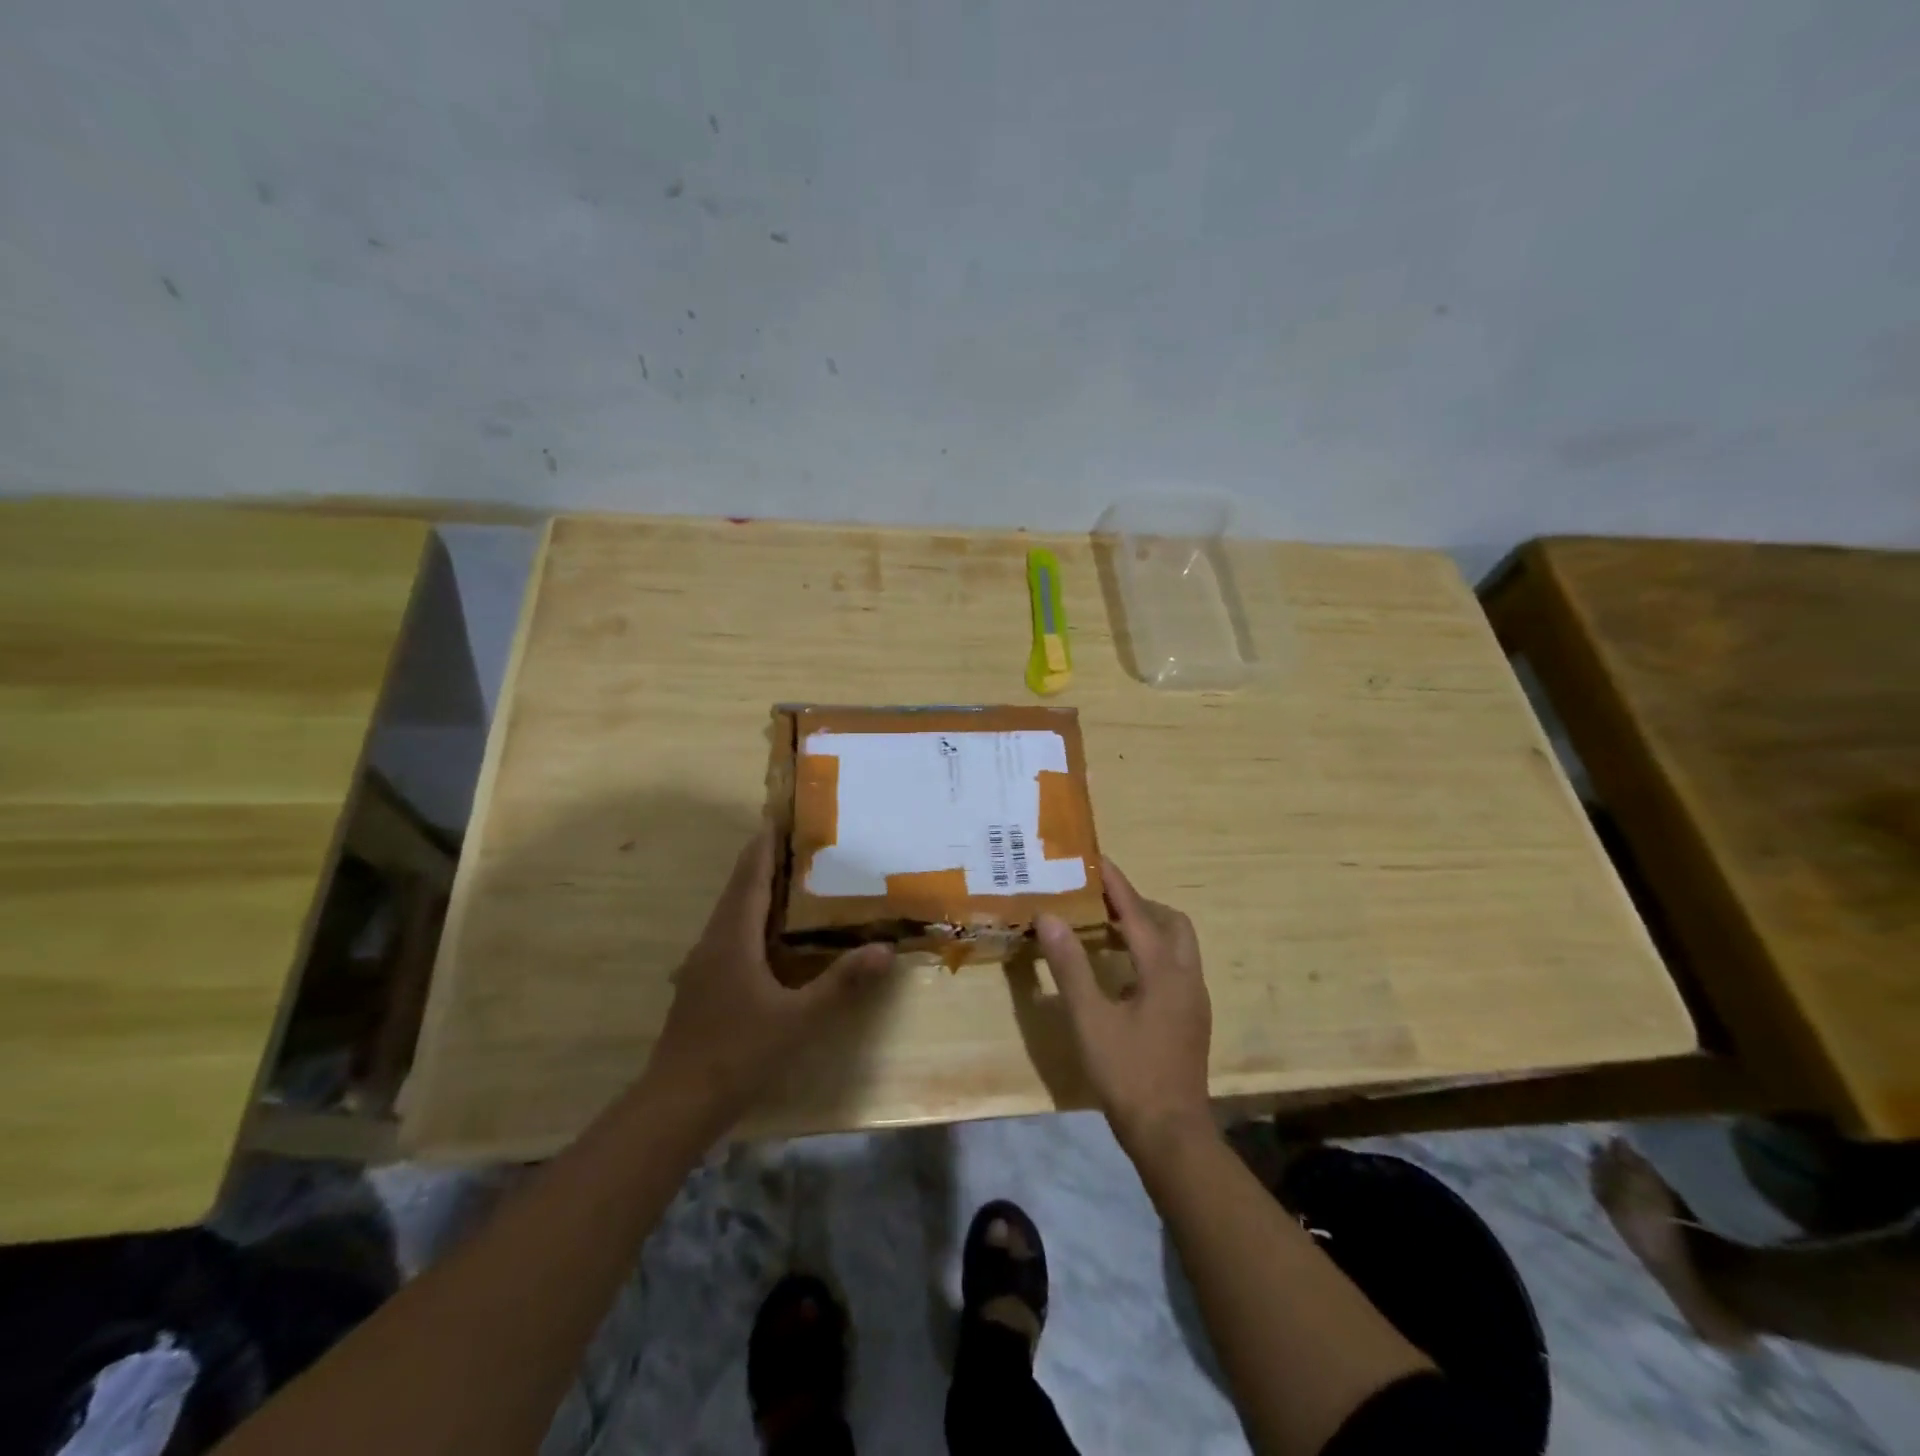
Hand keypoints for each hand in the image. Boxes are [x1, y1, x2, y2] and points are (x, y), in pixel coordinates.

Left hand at [644, 826, 894, 1129]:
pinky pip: (727, 937)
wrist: (677, 1104)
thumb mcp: (800, 1020)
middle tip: (793, 843)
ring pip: (729, 916)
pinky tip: (766, 939)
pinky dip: (748, 921)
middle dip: (761, 863)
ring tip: (786, 881)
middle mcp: (712, 943)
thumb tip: (885, 949)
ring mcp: (701, 966)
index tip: (778, 817)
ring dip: (753, 892)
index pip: (750, 879)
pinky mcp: (699, 987)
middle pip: (737, 891)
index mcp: (733, 939)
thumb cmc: (739, 1054)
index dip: (764, 847)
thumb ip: (842, 983)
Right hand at [1037, 858, 1212, 1159]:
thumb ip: (1070, 966)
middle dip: (1139, 904)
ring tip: (1107, 929)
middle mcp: (1186, 977)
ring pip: (1178, 945)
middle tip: (1101, 901)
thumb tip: (1050, 918)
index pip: (1138, 913)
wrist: (1171, 1134)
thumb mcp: (1090, 1019)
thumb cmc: (1128, 1073)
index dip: (1116, 884)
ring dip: (1148, 928)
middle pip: (1171, 922)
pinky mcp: (1191, 1017)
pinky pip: (1175, 966)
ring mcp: (1193, 999)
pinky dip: (1152, 952)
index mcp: (1163, 970)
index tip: (1096, 859)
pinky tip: (1123, 971)